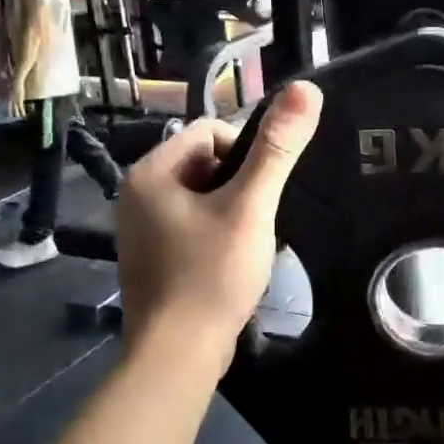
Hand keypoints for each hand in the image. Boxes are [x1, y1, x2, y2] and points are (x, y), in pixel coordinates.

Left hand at [115, 81, 323, 374]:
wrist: (179, 355)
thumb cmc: (212, 274)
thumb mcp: (251, 206)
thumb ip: (277, 149)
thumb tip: (306, 88)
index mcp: (150, 172)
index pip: (208, 131)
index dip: (245, 152)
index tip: (261, 192)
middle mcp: (138, 195)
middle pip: (205, 164)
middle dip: (241, 187)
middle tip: (259, 221)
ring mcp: (142, 230)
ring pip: (204, 198)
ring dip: (235, 212)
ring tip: (251, 244)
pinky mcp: (154, 258)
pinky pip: (194, 227)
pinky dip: (220, 236)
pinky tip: (236, 263)